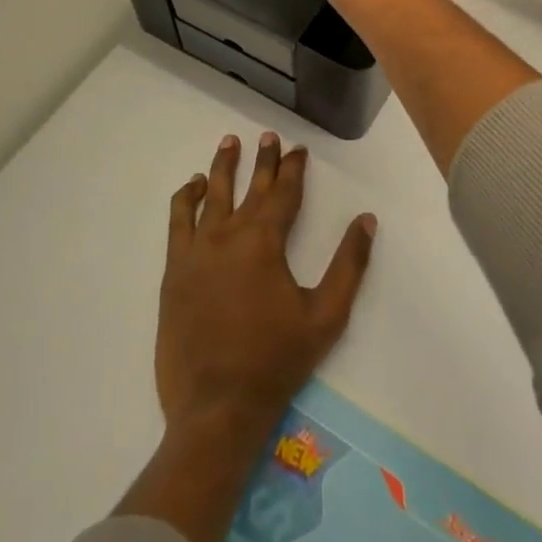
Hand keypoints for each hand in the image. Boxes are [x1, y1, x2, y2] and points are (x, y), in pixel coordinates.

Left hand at [156, 131, 375, 440]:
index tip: (298, 148)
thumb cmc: (276, 360)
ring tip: (229, 142)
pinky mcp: (174, 270)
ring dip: (221, 167)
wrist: (216, 406)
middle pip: (249, 186)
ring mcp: (196, 251)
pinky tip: (191, 186)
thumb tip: (366, 219)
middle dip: (262, 159)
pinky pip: (177, 221)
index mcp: (265, 242)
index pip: (283, 192)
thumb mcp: (326, 315)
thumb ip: (349, 264)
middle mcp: (228, 235)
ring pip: (210, 195)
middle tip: (267, 135)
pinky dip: (185, 198)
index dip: (293, 168)